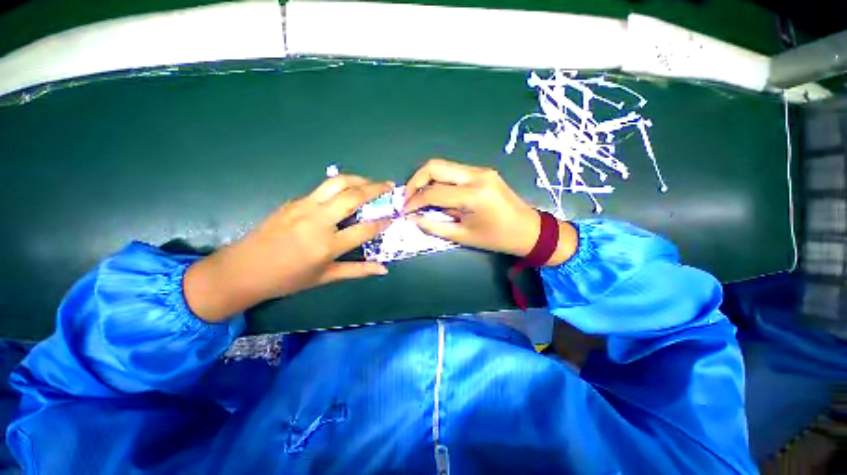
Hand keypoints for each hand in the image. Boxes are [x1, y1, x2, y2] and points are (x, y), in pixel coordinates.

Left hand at [184, 175, 392, 321]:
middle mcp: (318, 221)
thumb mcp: (325, 277)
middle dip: (376, 188)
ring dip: (358, 179)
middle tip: (389, 185)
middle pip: (353, 196)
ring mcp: (304, 207)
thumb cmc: (287, 279)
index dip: (383, 222)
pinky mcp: (294, 201)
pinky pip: (323, 188)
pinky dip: (341, 185)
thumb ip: (358, 270)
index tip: (393, 217)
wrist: (242, 269)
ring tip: (372, 181)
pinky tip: (348, 191)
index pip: (365, 229)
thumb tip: (383, 269)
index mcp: (327, 245)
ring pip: (337, 183)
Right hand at [403, 159, 576, 262]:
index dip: (413, 201)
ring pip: (443, 166)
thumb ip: (434, 226)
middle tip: (407, 199)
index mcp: (473, 195)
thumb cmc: (497, 238)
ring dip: (426, 179)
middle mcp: (476, 175)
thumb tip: (412, 218)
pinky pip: (454, 171)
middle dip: (415, 181)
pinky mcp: (483, 171)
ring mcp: (481, 170)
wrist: (529, 230)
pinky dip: (440, 180)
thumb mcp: (463, 236)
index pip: (433, 192)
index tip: (403, 211)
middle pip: (434, 166)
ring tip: (419, 197)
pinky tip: (437, 194)